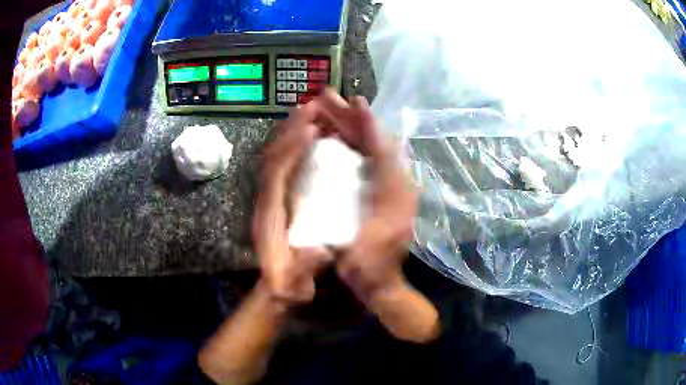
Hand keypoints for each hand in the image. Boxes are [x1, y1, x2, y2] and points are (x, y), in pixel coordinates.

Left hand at [253, 102, 332, 305]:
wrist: (275, 289)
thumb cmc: (287, 285)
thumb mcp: (295, 283)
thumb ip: (305, 269)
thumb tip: (320, 250)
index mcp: (270, 215)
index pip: (277, 174)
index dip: (291, 150)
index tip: (311, 129)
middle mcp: (267, 200)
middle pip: (274, 156)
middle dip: (290, 129)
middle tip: (312, 106)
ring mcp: (271, 197)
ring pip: (277, 156)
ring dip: (292, 132)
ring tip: (312, 111)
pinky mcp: (279, 198)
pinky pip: (285, 164)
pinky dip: (296, 145)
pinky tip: (311, 135)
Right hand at [318, 90, 417, 300]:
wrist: (376, 282)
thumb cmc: (368, 264)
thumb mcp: (367, 242)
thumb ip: (378, 196)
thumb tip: (377, 164)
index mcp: (396, 190)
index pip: (382, 148)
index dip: (368, 123)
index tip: (354, 100)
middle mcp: (396, 183)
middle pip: (374, 143)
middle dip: (352, 119)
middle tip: (331, 98)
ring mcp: (388, 187)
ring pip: (369, 149)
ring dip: (350, 128)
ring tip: (331, 109)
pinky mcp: (379, 192)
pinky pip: (365, 161)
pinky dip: (351, 145)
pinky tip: (334, 136)